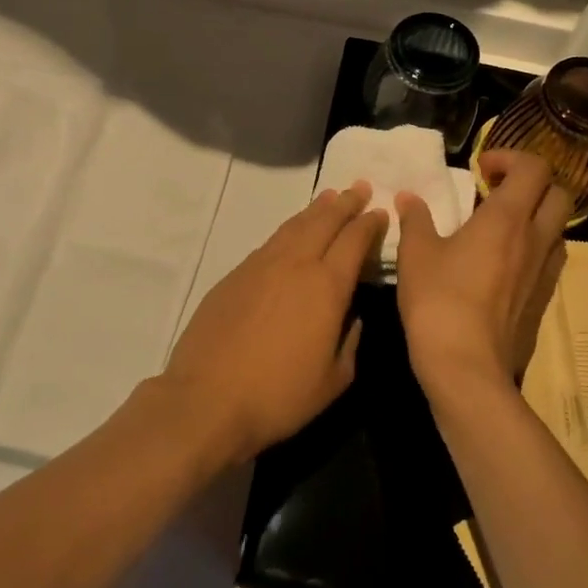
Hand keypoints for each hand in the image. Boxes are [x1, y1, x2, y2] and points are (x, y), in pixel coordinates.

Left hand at [157, 182, 386, 464]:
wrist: (207, 399)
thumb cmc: (278, 396)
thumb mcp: (333, 379)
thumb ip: (350, 341)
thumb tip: (353, 316)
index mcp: (326, 287)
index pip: (354, 241)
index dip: (369, 224)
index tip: (380, 212)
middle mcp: (295, 264)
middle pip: (324, 221)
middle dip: (345, 203)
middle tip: (359, 188)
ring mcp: (260, 266)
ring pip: (294, 226)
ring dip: (315, 210)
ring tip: (329, 197)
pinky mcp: (234, 275)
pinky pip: (270, 243)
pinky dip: (289, 230)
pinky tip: (292, 233)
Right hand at [394, 149, 571, 410]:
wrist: (467, 366)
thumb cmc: (439, 300)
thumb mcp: (416, 254)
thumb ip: (416, 219)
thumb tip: (409, 198)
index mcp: (507, 218)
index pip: (534, 168)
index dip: (511, 158)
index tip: (481, 169)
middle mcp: (536, 239)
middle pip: (558, 193)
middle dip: (531, 183)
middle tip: (496, 191)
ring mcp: (545, 272)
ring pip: (558, 227)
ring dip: (536, 216)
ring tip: (501, 226)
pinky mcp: (543, 300)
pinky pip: (550, 259)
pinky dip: (534, 247)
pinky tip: (503, 263)